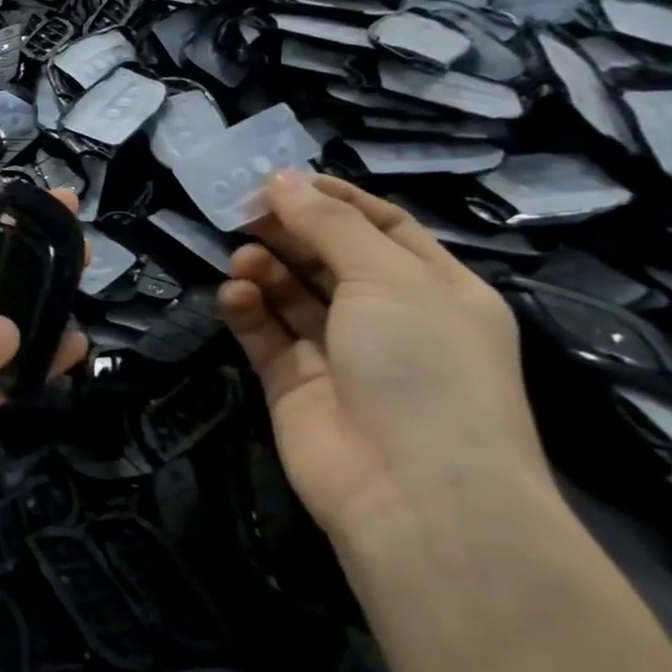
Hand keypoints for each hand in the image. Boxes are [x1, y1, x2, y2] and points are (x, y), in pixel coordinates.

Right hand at [218, 173, 556, 564]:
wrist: (413, 492)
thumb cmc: (422, 366)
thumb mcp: (387, 278)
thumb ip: (328, 225)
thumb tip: (279, 179)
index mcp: (435, 290)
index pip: (382, 227)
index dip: (334, 200)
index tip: (281, 180)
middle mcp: (388, 319)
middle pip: (329, 257)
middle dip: (289, 231)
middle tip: (244, 211)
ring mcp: (338, 354)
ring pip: (291, 295)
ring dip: (266, 269)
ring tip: (244, 259)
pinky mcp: (293, 384)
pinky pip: (265, 334)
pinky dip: (248, 310)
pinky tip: (236, 295)